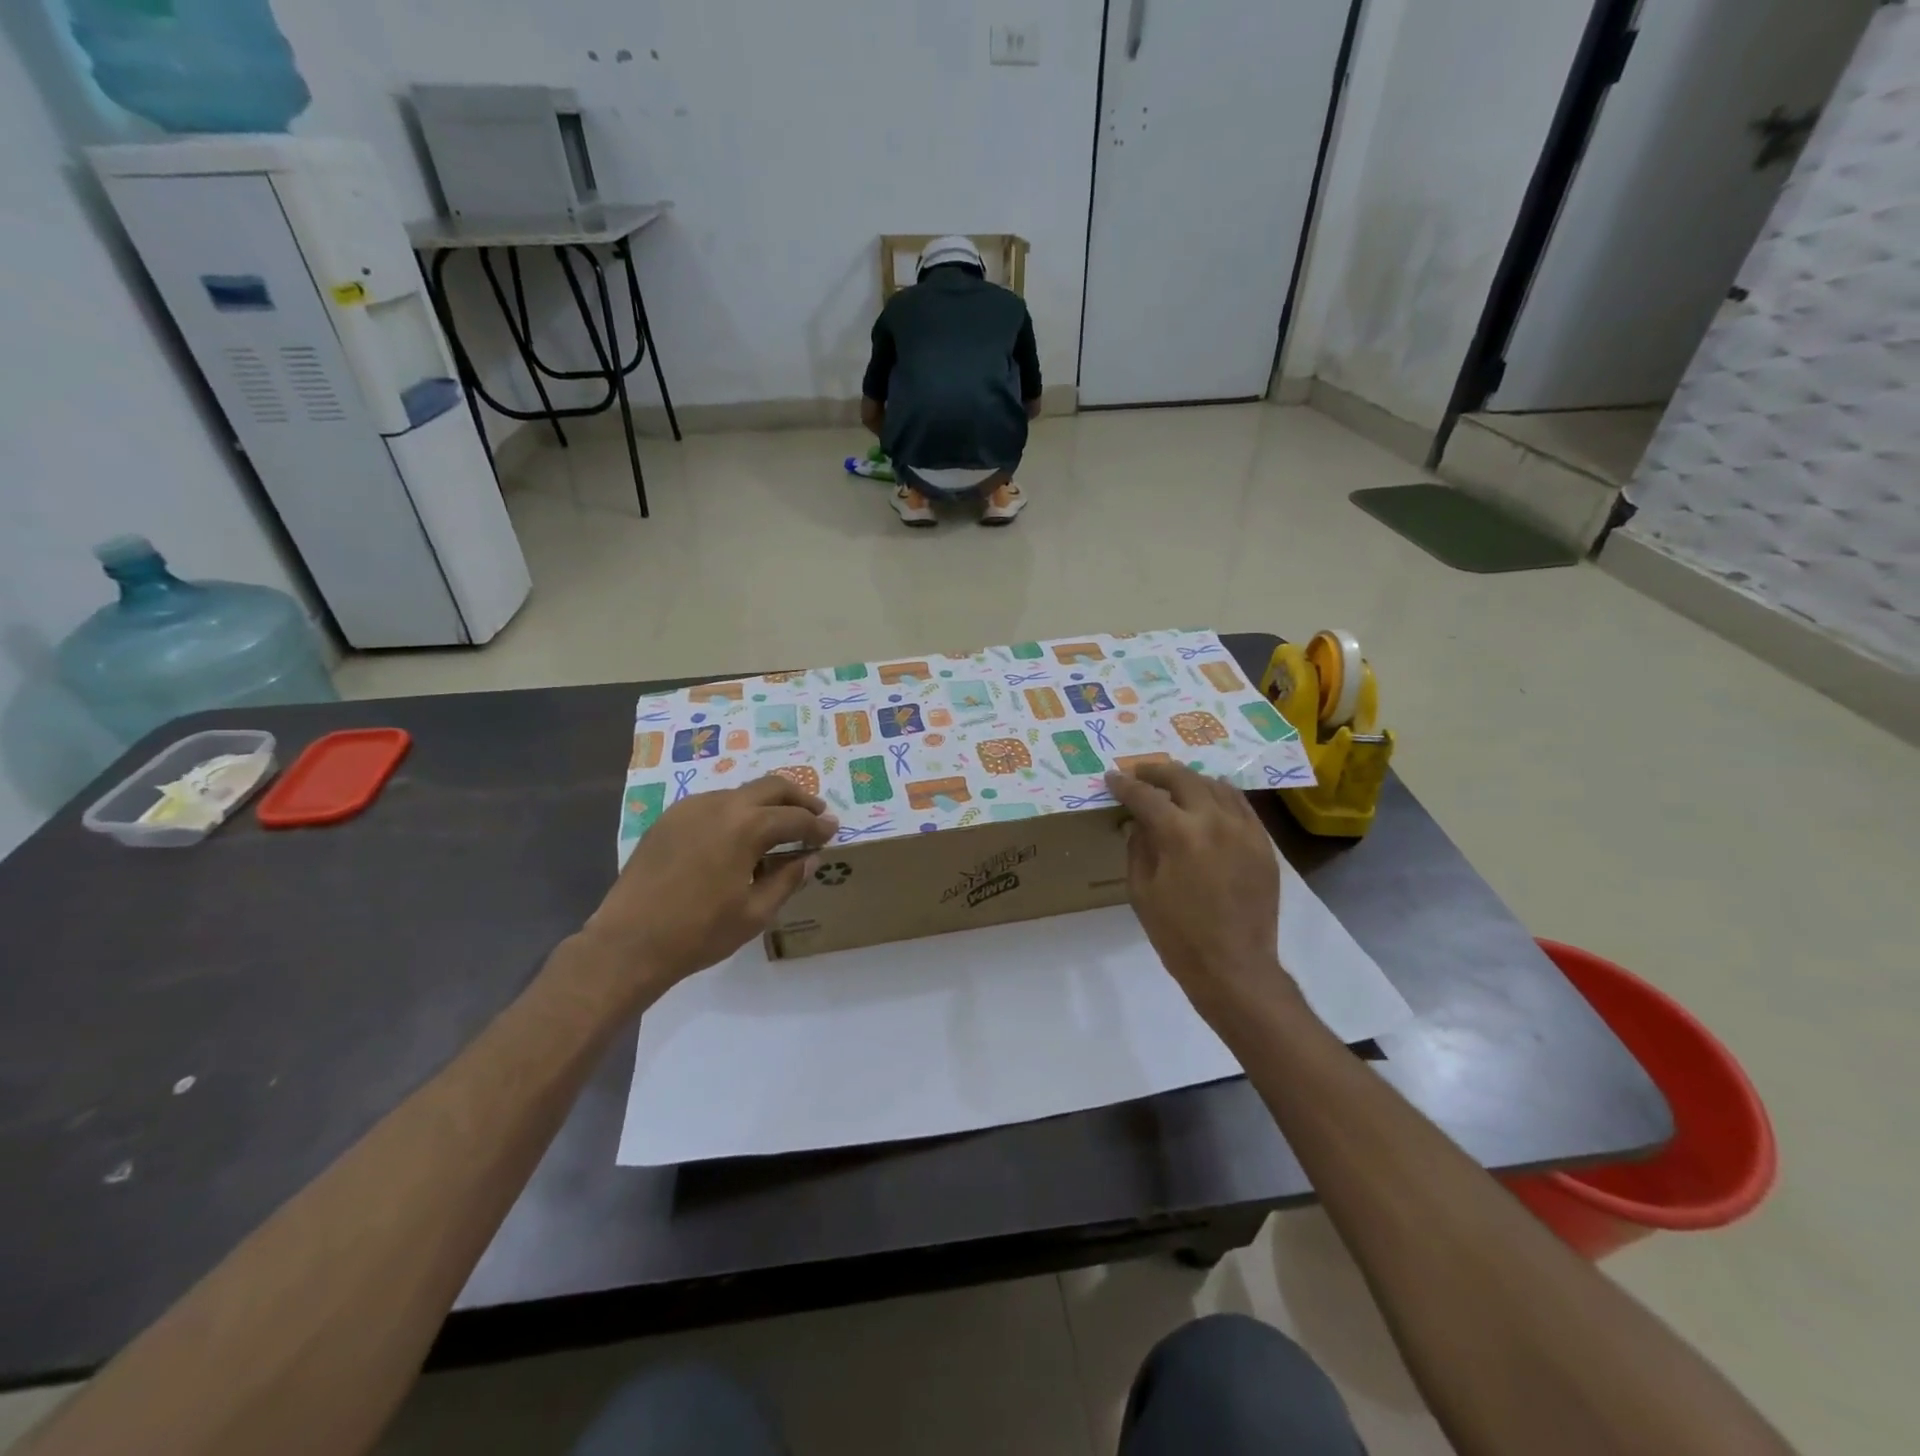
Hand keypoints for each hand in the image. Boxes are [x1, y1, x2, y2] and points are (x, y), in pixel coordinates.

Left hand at [582, 775, 838, 991]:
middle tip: (814, 816)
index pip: (794, 818)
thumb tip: (810, 858)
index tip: (833, 830)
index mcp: (746, 826)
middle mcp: (720, 805)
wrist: (628, 943)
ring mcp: (690, 808)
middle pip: (771, 786)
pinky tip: (738, 838)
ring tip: (778, 828)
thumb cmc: (699, 932)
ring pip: (741, 792)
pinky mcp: (669, 819)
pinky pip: (714, 804)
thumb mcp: (755, 912)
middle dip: (798, 799)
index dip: (818, 825)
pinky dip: (737, 812)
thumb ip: (787, 879)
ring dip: (766, 804)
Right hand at [1104, 763, 1297, 1015]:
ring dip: (1190, 780)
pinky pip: (1241, 805)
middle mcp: (1214, 821)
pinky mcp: (1263, 843)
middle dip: (1156, 772)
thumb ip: (1138, 848)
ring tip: (1174, 786)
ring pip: (1216, 785)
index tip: (1112, 779)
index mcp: (1179, 834)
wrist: (1234, 967)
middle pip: (1183, 778)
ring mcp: (1244, 829)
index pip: (1145, 796)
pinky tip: (1209, 802)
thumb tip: (1138, 823)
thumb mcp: (1141, 891)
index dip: (1124, 785)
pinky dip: (1220, 796)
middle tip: (1140, 774)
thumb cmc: (1178, 934)